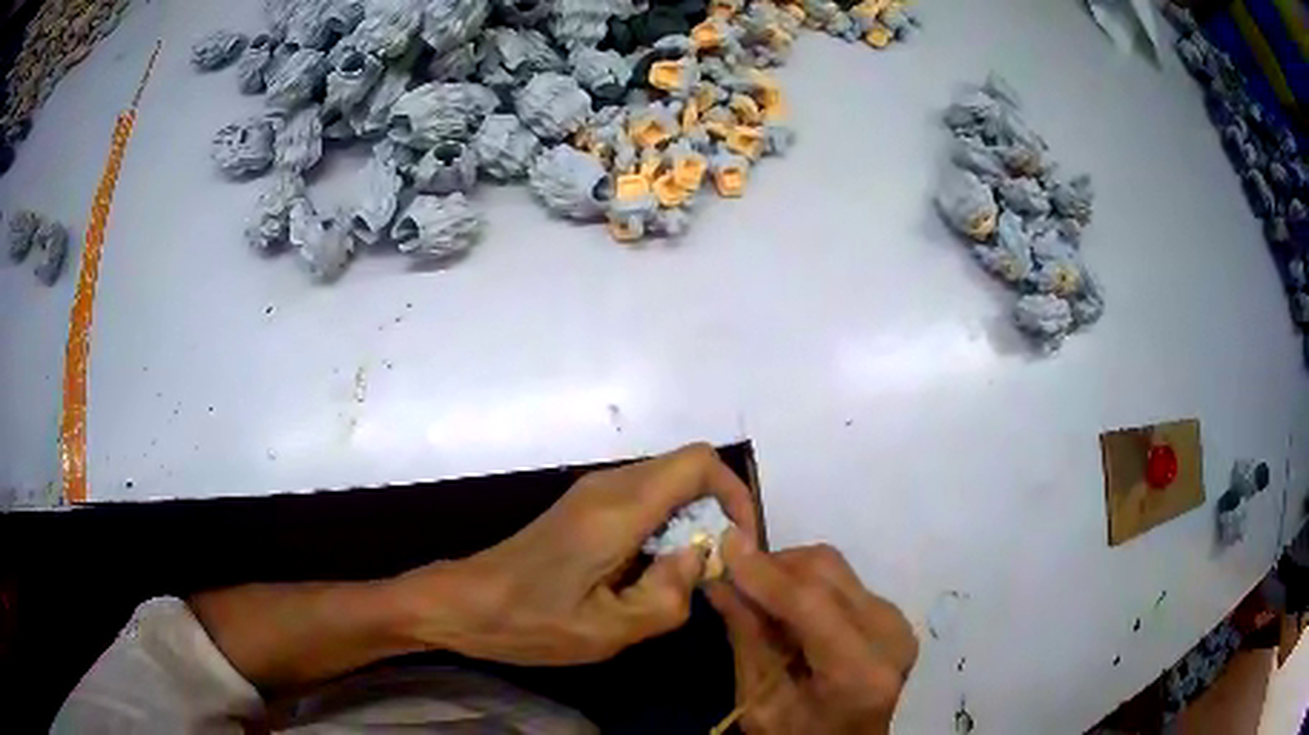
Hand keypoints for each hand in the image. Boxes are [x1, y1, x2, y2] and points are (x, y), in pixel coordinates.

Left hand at [394, 443, 758, 664]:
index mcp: (618, 510)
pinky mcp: (584, 506)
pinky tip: (651, 572)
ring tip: (686, 576)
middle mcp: (609, 486)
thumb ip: (668, 596)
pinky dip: (666, 525)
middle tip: (718, 567)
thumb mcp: (608, 631)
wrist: (466, 603)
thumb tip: (699, 557)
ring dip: (691, 521)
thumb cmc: (532, 622)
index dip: (735, 494)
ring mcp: (593, 492)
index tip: (741, 545)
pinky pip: (645, 498)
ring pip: (667, 484)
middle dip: (717, 512)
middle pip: (687, 469)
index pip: (698, 463)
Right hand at [708, 532, 916, 733]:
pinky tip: (786, 610)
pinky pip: (842, 579)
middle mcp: (889, 634)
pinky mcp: (892, 613)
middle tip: (732, 579)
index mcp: (859, 671)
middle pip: (825, 571)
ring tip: (756, 598)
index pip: (810, 602)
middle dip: (772, 566)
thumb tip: (719, 580)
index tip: (723, 548)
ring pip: (833, 567)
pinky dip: (805, 584)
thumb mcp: (761, 704)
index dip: (764, 572)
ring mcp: (896, 620)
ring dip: (787, 571)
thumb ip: (747, 639)